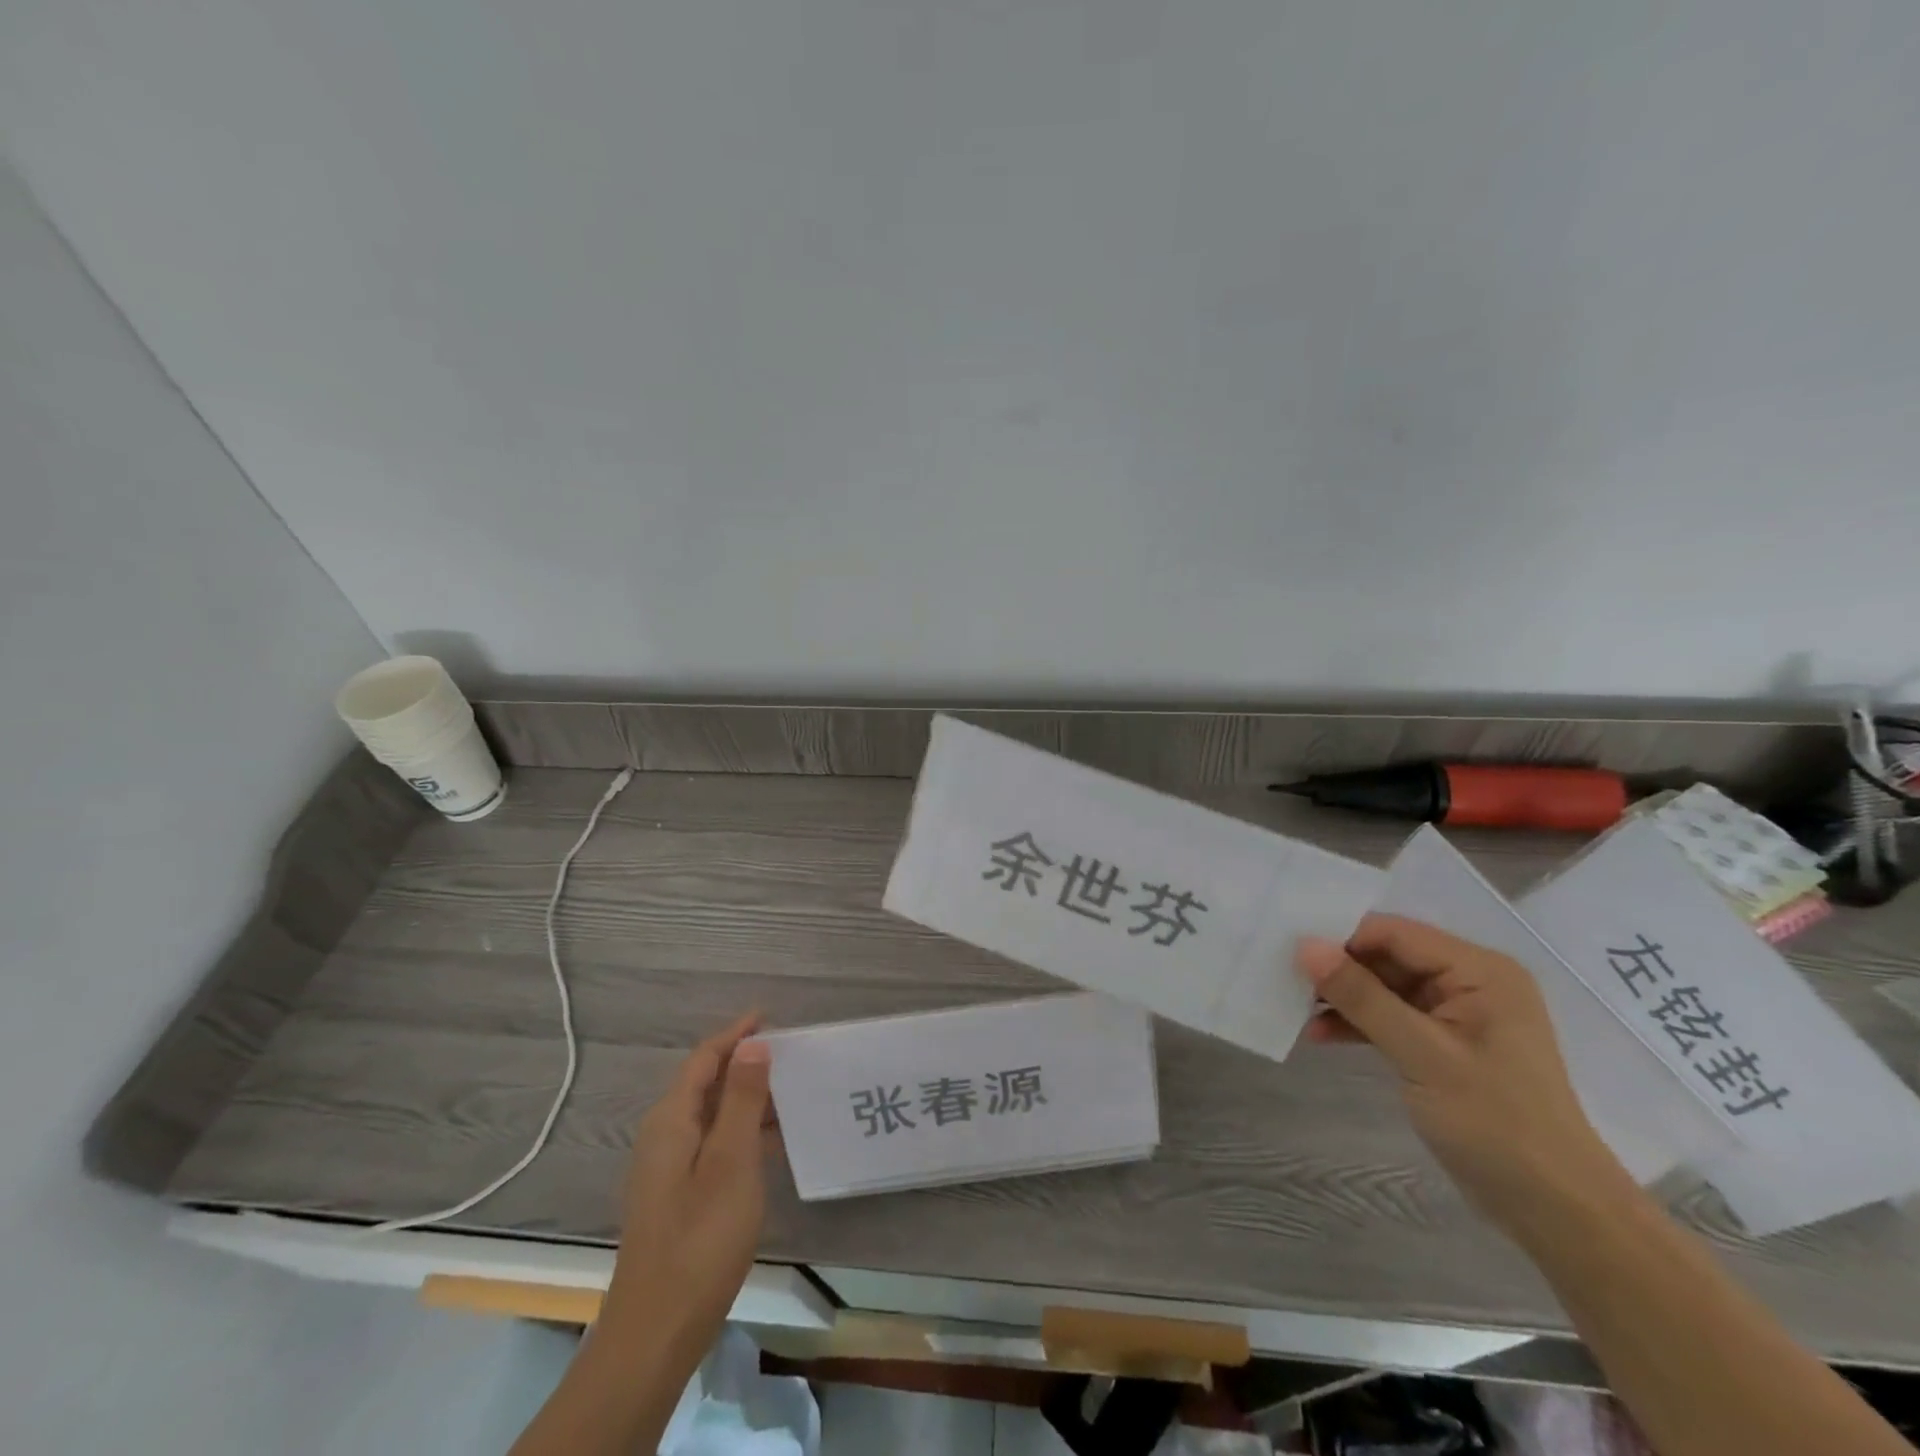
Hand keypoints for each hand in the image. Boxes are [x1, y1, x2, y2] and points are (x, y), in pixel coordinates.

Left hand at [602, 1013, 775, 1366]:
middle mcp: (664, 1136)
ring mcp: (669, 1168)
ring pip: (712, 1114)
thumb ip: (742, 1099)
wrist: (657, 1330)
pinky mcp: (679, 1194)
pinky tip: (773, 1141)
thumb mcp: (731, 1161)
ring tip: (791, 1091)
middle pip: (705, 1083)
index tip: (770, 1017)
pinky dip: (742, 1130)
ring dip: (747, 1097)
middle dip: (744, 1062)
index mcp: (670, 1120)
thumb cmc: (699, 1237)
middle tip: (789, 1053)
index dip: (735, 1034)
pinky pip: (714, 1142)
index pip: (704, 1059)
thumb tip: (752, 1045)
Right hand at [1297, 915, 1633, 1235]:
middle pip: (1387, 956)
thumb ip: (1362, 997)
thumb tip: (1306, 946)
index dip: (1343, 938)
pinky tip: (1319, 1035)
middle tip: (1285, 978)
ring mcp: (1457, 1015)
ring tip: (1295, 1010)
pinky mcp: (1444, 1044)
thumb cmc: (1496, 1124)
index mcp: (1479, 971)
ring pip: (1384, 987)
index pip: (1396, 933)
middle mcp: (1470, 982)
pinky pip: (1391, 1017)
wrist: (1555, 1211)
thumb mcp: (1421, 1054)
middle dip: (1338, 969)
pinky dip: (1358, 1024)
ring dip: (1343, 998)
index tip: (1292, 952)